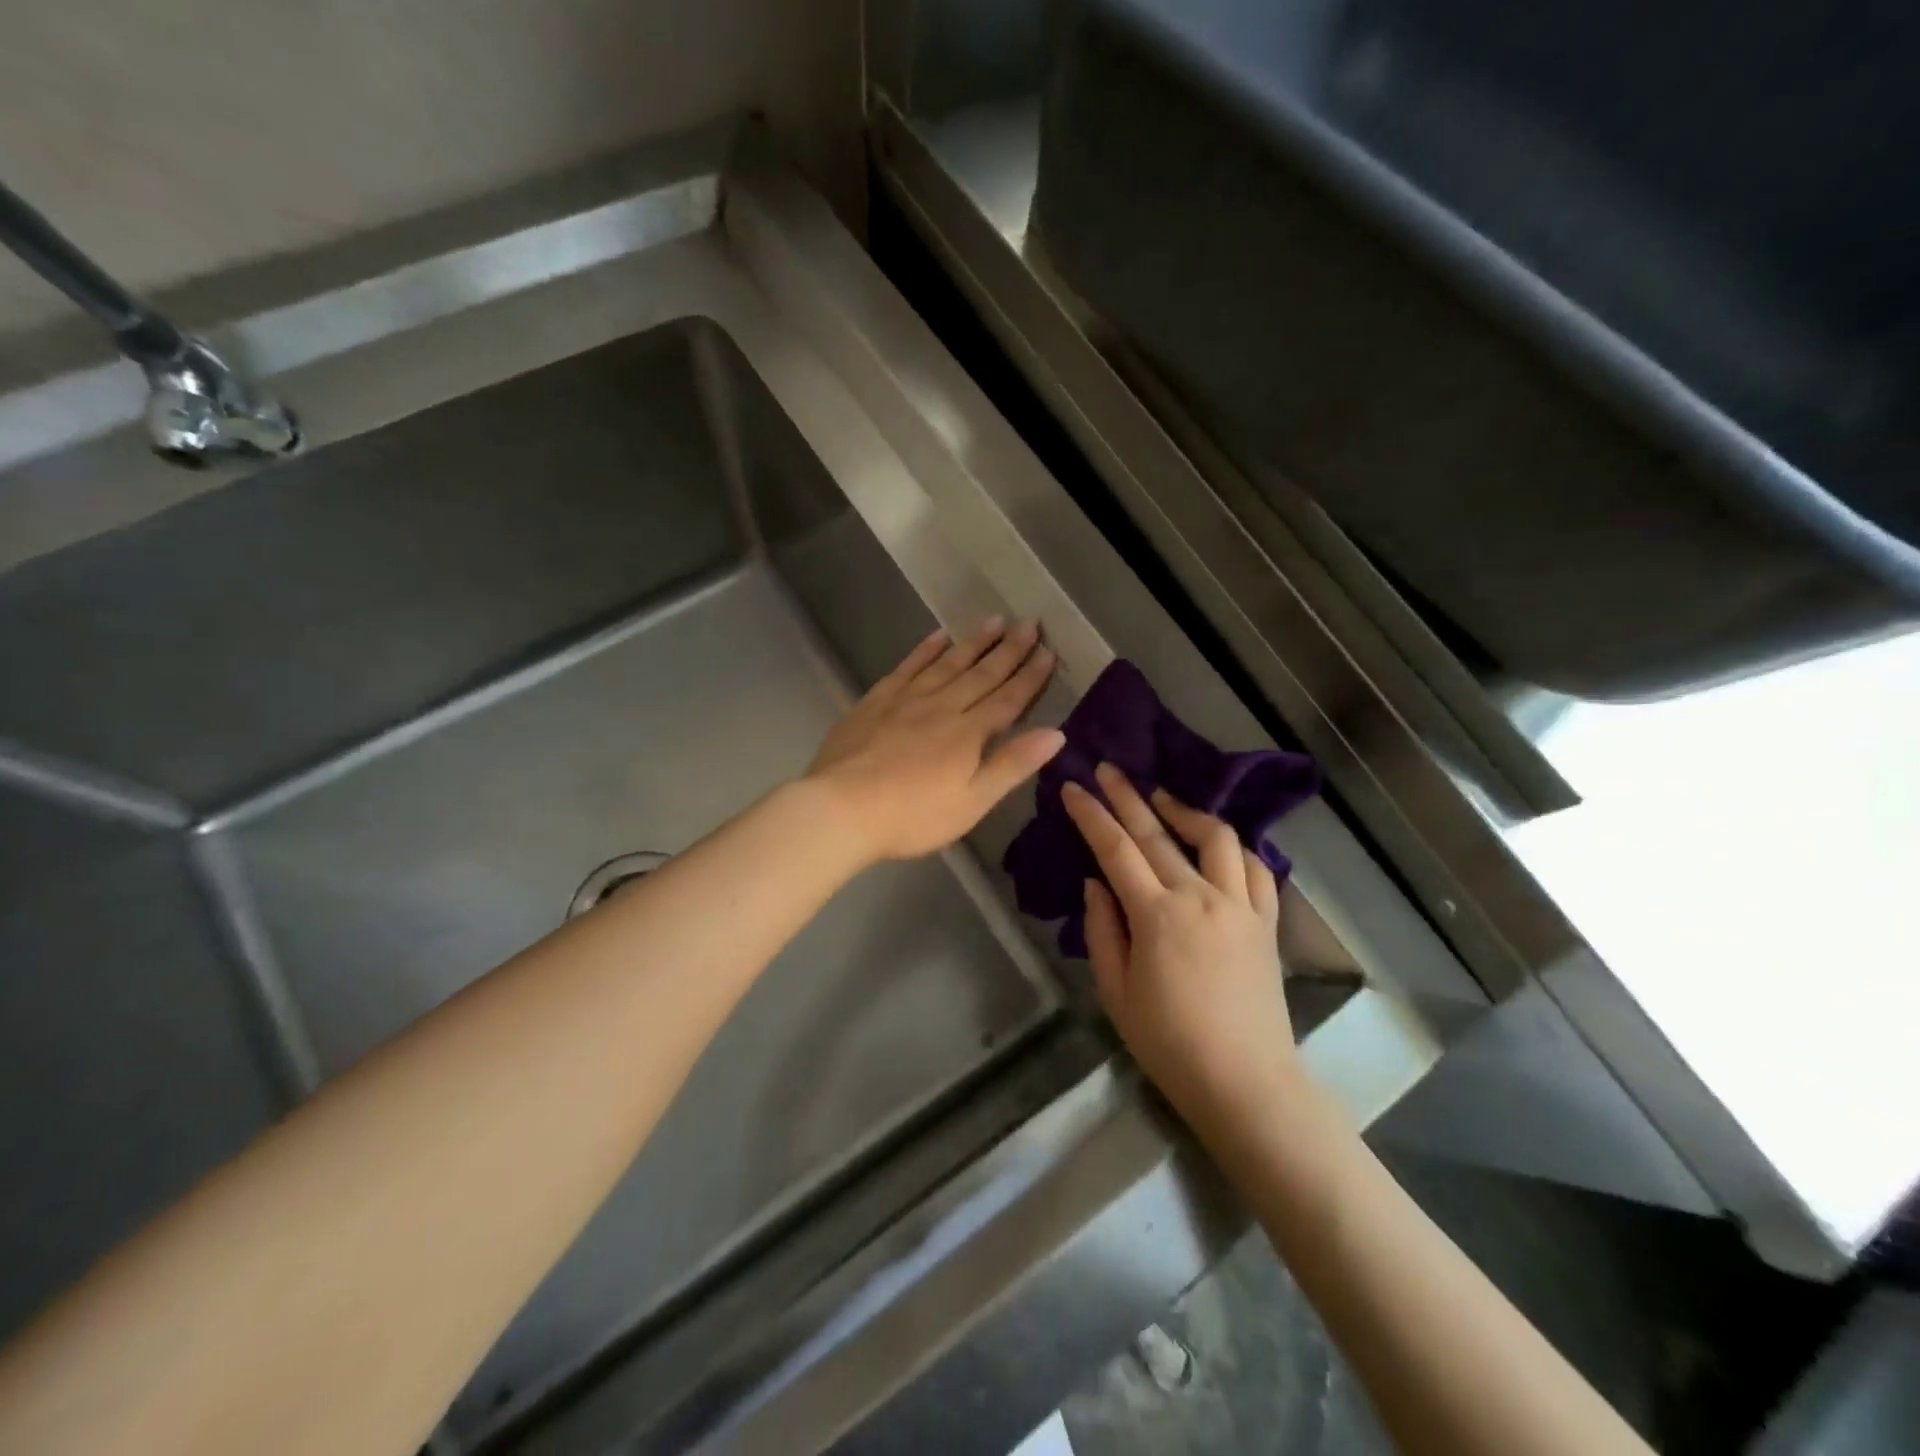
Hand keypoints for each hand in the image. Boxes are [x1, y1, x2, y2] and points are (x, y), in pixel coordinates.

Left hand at [807, 618, 1065, 864]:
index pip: (1008, 699)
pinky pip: (908, 666)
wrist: (842, 808)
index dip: (1031, 677)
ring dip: (974, 642)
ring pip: (948, 663)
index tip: (1049, 653)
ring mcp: (907, 699)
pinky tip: (938, 636)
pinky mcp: (877, 700)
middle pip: (982, 674)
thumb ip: (1012, 765)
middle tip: (1029, 623)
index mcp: (969, 733)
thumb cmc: (912, 816)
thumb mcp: (972, 801)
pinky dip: (926, 649)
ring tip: (994, 620)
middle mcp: (942, 706)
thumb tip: (1055, 733)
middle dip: (1009, 650)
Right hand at [1063, 763, 1300, 1138]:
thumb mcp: (1116, 993)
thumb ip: (1102, 931)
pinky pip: (1257, 869)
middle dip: (1127, 796)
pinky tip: (1217, 844)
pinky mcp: (1266, 922)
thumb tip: (1096, 884)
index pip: (1116, 849)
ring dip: (1185, 811)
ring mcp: (1240, 906)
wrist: (1246, 1083)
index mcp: (1157, 915)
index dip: (1091, 816)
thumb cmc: (1170, 1044)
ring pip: (1216, 838)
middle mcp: (1201, 896)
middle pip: (1159, 833)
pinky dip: (1234, 848)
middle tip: (1107, 769)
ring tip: (1162, 798)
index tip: (1072, 788)